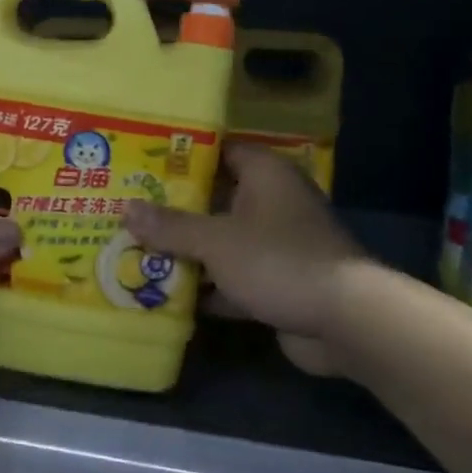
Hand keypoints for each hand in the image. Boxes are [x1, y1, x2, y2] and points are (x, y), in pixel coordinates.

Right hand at [123, 141, 366, 349]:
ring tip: (136, 249)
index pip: (218, 151)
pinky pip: (232, 276)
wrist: (345, 321)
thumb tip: (126, 208)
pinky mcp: (277, 280)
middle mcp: (271, 201)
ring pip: (222, 240)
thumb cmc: (278, 260)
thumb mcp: (216, 241)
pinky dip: (207, 285)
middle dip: (175, 209)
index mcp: (264, 174)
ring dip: (188, 250)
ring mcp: (276, 243)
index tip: (141, 163)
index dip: (181, 155)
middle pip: (215, 197)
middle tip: (128, 209)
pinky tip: (167, 294)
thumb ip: (171, 226)